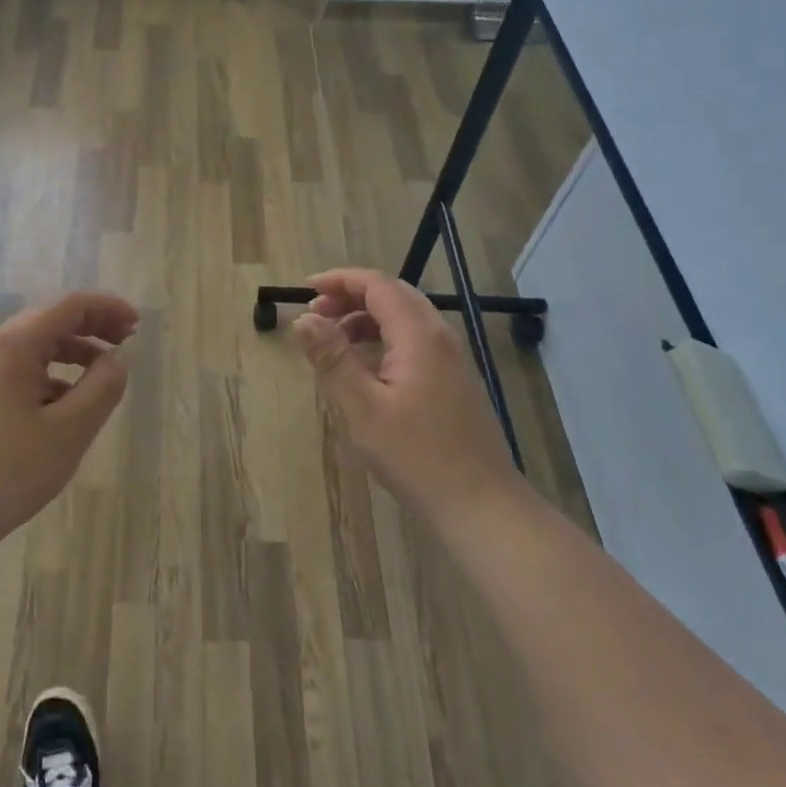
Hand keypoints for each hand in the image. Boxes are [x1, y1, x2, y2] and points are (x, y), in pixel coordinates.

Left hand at [0, 291, 139, 555]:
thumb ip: (101, 389)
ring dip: (72, 353)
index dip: (108, 309)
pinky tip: (66, 408)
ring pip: (35, 347)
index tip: (138, 327)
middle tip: (127, 345)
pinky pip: (20, 372)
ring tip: (103, 378)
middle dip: (92, 327)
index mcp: (14, 344)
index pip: (69, 306)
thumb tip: (116, 360)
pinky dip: (51, 377)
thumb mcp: (67, 432)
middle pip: (50, 321)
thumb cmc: (5, 472)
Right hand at [292, 268, 530, 534]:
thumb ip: (332, 358)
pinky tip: (364, 367)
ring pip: (404, 317)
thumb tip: (304, 318)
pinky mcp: (454, 380)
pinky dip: (383, 338)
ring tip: (333, 339)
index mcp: (419, 334)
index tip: (304, 291)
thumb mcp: (361, 407)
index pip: (376, 284)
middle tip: (315, 314)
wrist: (482, 506)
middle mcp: (439, 336)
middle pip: (392, 294)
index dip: (338, 280)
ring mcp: (451, 359)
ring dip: (365, 317)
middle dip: (350, 296)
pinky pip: (414, 340)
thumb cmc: (416, 455)